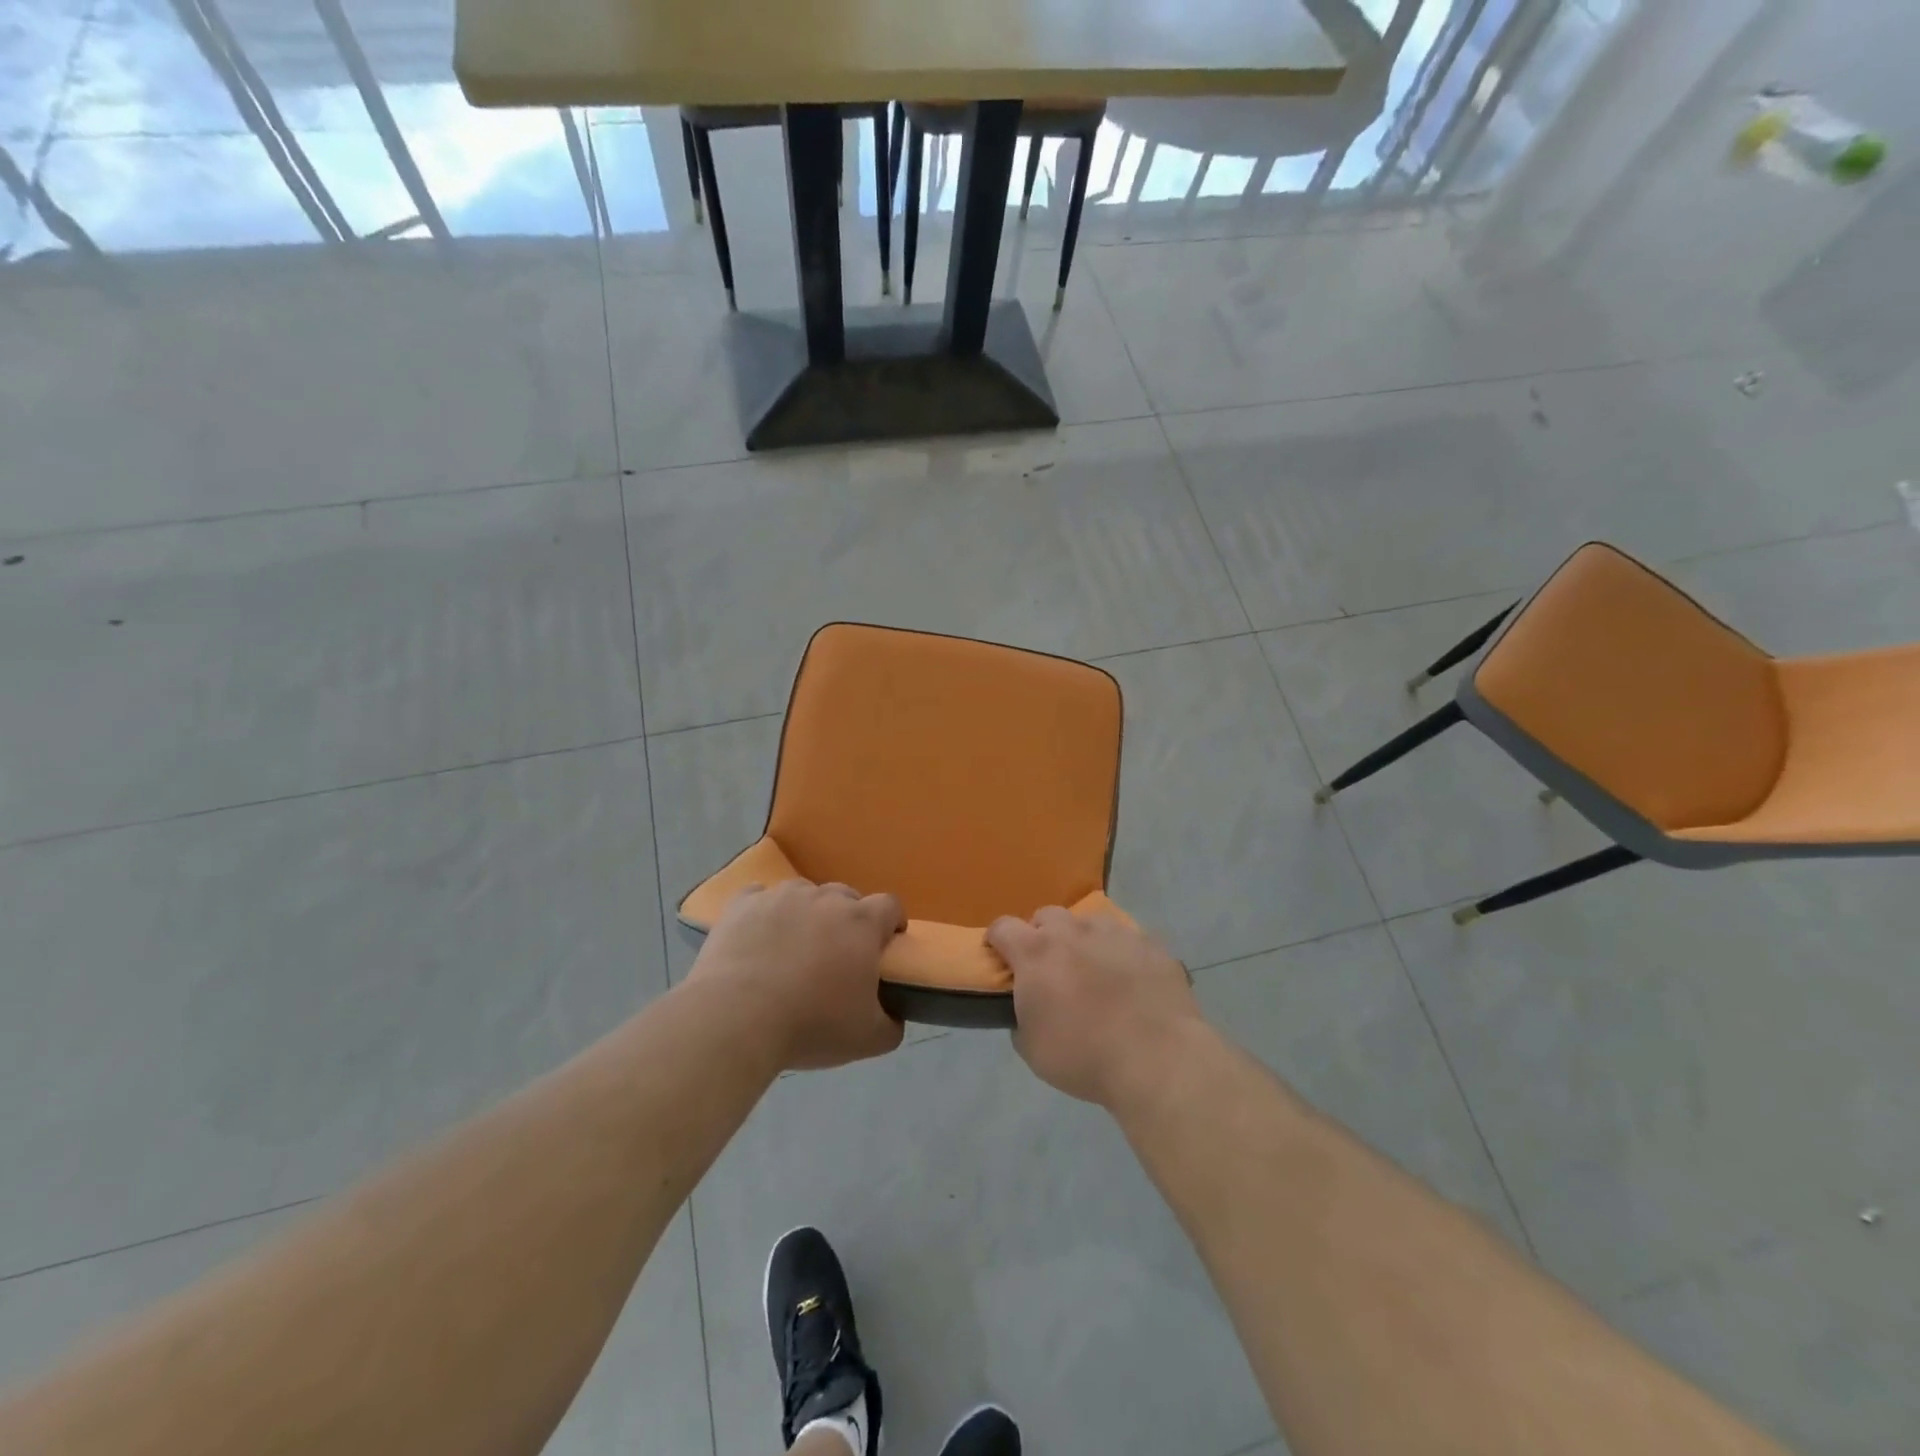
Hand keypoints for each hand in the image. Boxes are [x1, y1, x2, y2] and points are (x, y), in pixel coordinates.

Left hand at [690, 879, 905, 1070]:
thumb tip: (895, 1017)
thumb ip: (891, 1024)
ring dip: (806, 914)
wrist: (736, 1018)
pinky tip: (757, 937)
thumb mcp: (868, 1039)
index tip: (885, 945)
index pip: (890, 905)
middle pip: (846, 897)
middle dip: (847, 920)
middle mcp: (825, 898)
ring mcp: (782, 896)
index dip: (891, 922)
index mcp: (862, 923)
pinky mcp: (743, 903)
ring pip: (803, 894)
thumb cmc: (810, 1024)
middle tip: (836, 956)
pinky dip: (764, 913)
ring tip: (792, 948)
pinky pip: (760, 897)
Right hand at [986, 907, 1206, 1108]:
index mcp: (1036, 953)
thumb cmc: (1085, 1058)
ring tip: (1094, 972)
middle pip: (1047, 916)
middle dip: (1042, 935)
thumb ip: (1021, 1018)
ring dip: (1082, 940)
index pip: (1003, 927)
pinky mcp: (1150, 943)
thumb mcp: (1033, 1050)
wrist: (1158, 1059)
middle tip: (1050, 968)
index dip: (998, 940)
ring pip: (1088, 922)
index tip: (1001, 958)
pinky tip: (1130, 980)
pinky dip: (1120, 953)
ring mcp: (1115, 932)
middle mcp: (1073, 931)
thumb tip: (1028, 1008)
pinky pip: (1127, 938)